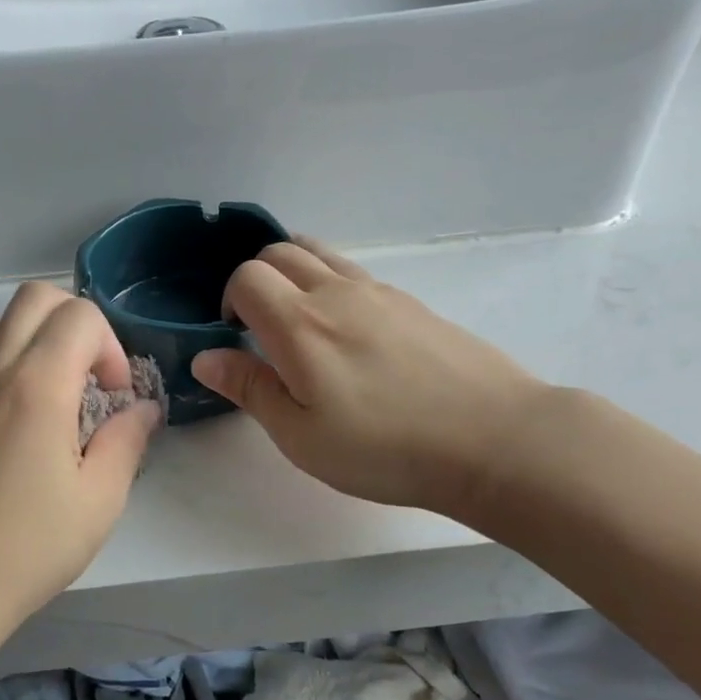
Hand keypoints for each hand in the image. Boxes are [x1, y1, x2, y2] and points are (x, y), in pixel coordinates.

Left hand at [0, 283, 160, 625]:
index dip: (111, 347)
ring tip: (57, 385)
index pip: (79, 316)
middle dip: (78, 323)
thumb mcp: (100, 499)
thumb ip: (127, 440)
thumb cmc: (28, 546)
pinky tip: (23, 406)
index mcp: (37, 386)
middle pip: (36, 298)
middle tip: (93, 379)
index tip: (116, 397)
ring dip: (37, 334)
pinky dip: (5, 352)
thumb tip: (144, 408)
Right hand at [191, 238, 548, 524]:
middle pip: (280, 251)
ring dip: (295, 273)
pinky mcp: (412, 303)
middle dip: (257, 279)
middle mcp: (336, 292)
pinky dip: (332, 284)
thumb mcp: (302, 436)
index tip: (237, 338)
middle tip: (262, 328)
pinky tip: (350, 335)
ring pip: (320, 253)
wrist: (494, 439)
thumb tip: (205, 357)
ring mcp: (380, 292)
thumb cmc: (385, 448)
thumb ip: (250, 389)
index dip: (230, 301)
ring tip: (301, 323)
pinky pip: (355, 273)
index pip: (246, 277)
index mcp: (300, 324)